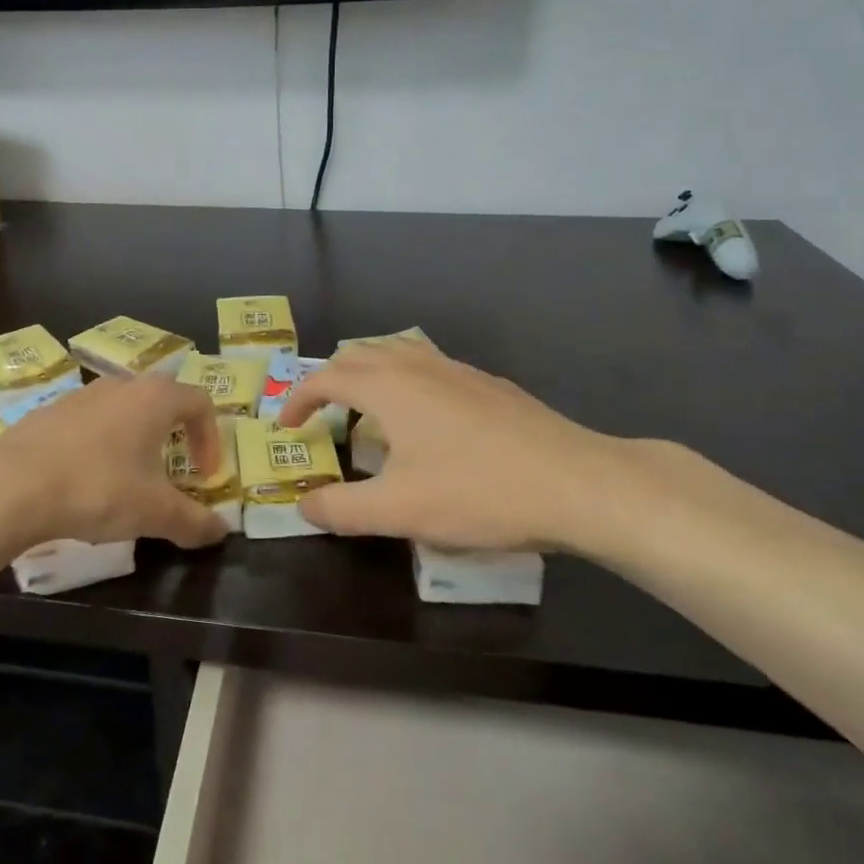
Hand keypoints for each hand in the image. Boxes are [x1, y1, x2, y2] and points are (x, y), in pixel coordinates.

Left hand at [0, 374, 227, 551]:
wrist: (11, 484)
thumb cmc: (97, 488)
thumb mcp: (153, 512)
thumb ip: (193, 521)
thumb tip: (221, 531)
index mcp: (155, 398)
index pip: (200, 402)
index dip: (210, 438)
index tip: (204, 475)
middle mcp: (121, 386)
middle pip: (161, 401)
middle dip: (174, 436)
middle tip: (172, 473)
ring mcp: (82, 395)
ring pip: (123, 410)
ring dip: (136, 440)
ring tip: (129, 480)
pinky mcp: (50, 411)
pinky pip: (90, 423)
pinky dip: (101, 445)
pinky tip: (86, 481)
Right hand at [278, 338, 677, 555]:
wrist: (578, 483)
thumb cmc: (478, 492)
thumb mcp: (399, 511)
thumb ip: (341, 509)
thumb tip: (304, 504)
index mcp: (390, 386)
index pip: (327, 377)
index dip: (299, 399)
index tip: (285, 426)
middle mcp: (420, 365)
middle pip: (360, 353)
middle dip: (330, 379)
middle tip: (320, 415)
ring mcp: (459, 370)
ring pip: (398, 352)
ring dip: (369, 374)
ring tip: (366, 410)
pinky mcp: (489, 385)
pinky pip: (429, 367)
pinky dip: (405, 382)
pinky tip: (425, 423)